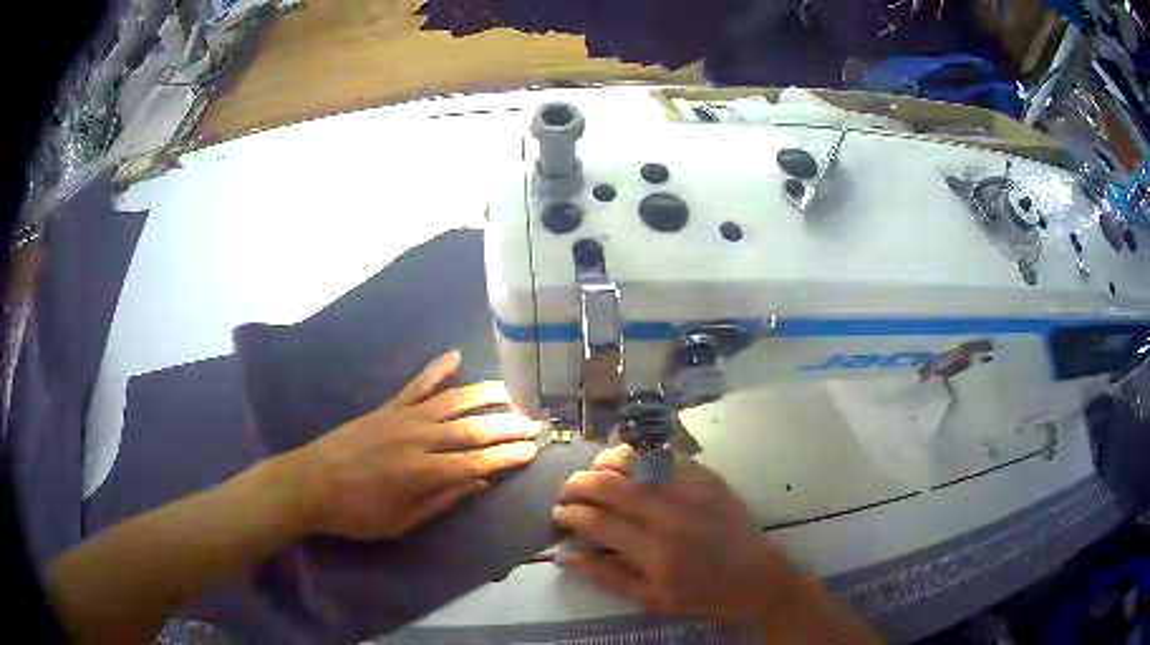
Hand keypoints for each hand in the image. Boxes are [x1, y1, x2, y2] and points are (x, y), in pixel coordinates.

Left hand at [291, 350, 540, 539]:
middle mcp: (418, 438)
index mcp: (423, 472)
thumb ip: (441, 500)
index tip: (532, 450)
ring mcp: (402, 417)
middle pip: (472, 428)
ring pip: (452, 400)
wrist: (310, 482)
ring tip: (511, 393)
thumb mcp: (400, 521)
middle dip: (507, 425)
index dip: (507, 457)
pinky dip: (437, 369)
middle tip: (534, 423)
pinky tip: (455, 356)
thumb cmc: (356, 512)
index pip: (477, 462)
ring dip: (485, 395)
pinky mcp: (387, 407)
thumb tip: (478, 483)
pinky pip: (416, 385)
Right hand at [553, 446, 794, 621]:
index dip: (571, 514)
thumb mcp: (650, 599)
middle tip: (567, 490)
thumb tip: (563, 556)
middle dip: (579, 483)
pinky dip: (642, 454)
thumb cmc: (701, 595)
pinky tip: (629, 462)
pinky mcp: (709, 478)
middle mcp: (672, 515)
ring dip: (607, 462)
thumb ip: (604, 577)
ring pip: (638, 461)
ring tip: (593, 470)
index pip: (599, 522)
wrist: (756, 578)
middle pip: (612, 486)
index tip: (559, 513)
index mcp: (655, 552)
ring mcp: (693, 490)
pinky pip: (667, 455)